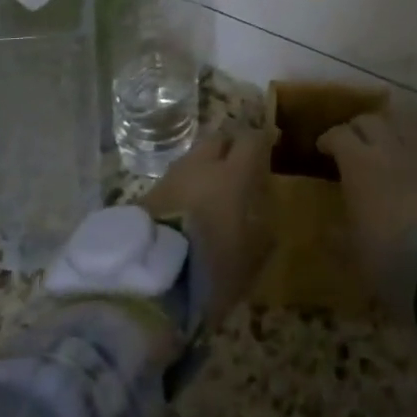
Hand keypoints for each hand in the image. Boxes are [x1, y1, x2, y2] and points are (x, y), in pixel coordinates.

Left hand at [138, 126, 274, 325]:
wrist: (147, 276)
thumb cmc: (208, 266)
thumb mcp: (248, 263)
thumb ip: (263, 240)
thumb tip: (269, 228)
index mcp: (232, 176)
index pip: (250, 141)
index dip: (261, 140)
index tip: (269, 143)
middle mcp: (200, 167)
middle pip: (218, 140)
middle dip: (230, 147)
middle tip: (239, 164)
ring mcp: (170, 177)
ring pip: (193, 158)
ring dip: (204, 167)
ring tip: (211, 188)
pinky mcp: (147, 194)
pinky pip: (174, 180)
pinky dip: (184, 186)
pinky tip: (187, 206)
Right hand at [317, 115, 416, 296]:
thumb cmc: (388, 255)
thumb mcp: (352, 252)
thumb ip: (336, 236)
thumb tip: (326, 230)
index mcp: (358, 164)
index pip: (339, 134)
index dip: (329, 138)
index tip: (323, 148)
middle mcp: (388, 150)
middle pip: (371, 120)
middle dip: (358, 127)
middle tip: (353, 142)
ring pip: (402, 125)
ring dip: (390, 130)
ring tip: (386, 143)